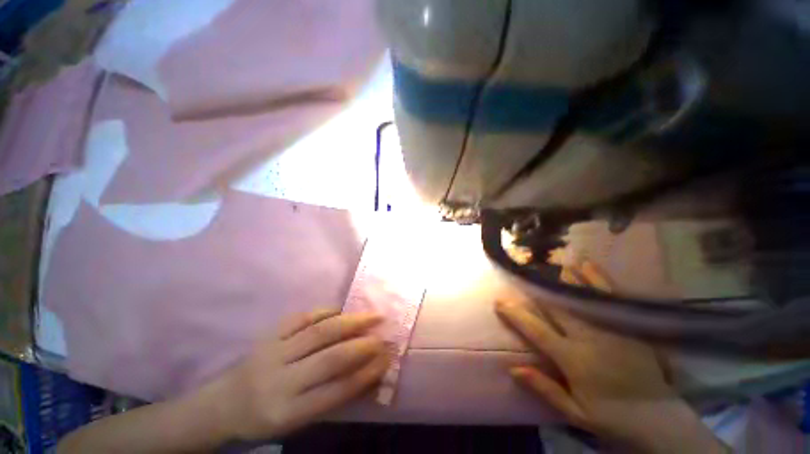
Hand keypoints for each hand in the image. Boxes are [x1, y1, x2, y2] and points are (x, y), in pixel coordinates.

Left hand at [210, 309, 387, 441]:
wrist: (223, 404)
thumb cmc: (266, 418)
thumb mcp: (298, 421)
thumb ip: (332, 398)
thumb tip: (368, 374)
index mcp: (288, 411)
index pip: (337, 391)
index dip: (366, 374)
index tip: (387, 359)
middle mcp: (281, 381)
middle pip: (330, 358)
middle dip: (363, 345)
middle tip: (384, 335)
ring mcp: (273, 352)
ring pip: (319, 332)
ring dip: (351, 321)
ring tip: (372, 315)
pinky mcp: (269, 335)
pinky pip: (302, 318)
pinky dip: (325, 311)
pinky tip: (341, 309)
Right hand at [496, 262, 727, 453]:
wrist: (660, 420)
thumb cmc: (612, 418)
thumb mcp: (575, 412)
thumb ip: (545, 388)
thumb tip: (513, 369)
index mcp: (573, 359)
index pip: (536, 330)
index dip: (516, 314)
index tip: (500, 301)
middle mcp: (588, 338)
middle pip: (556, 308)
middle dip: (537, 291)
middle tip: (523, 275)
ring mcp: (610, 330)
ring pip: (581, 298)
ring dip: (564, 279)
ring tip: (552, 263)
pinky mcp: (628, 327)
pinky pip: (610, 299)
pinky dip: (597, 281)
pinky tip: (588, 267)